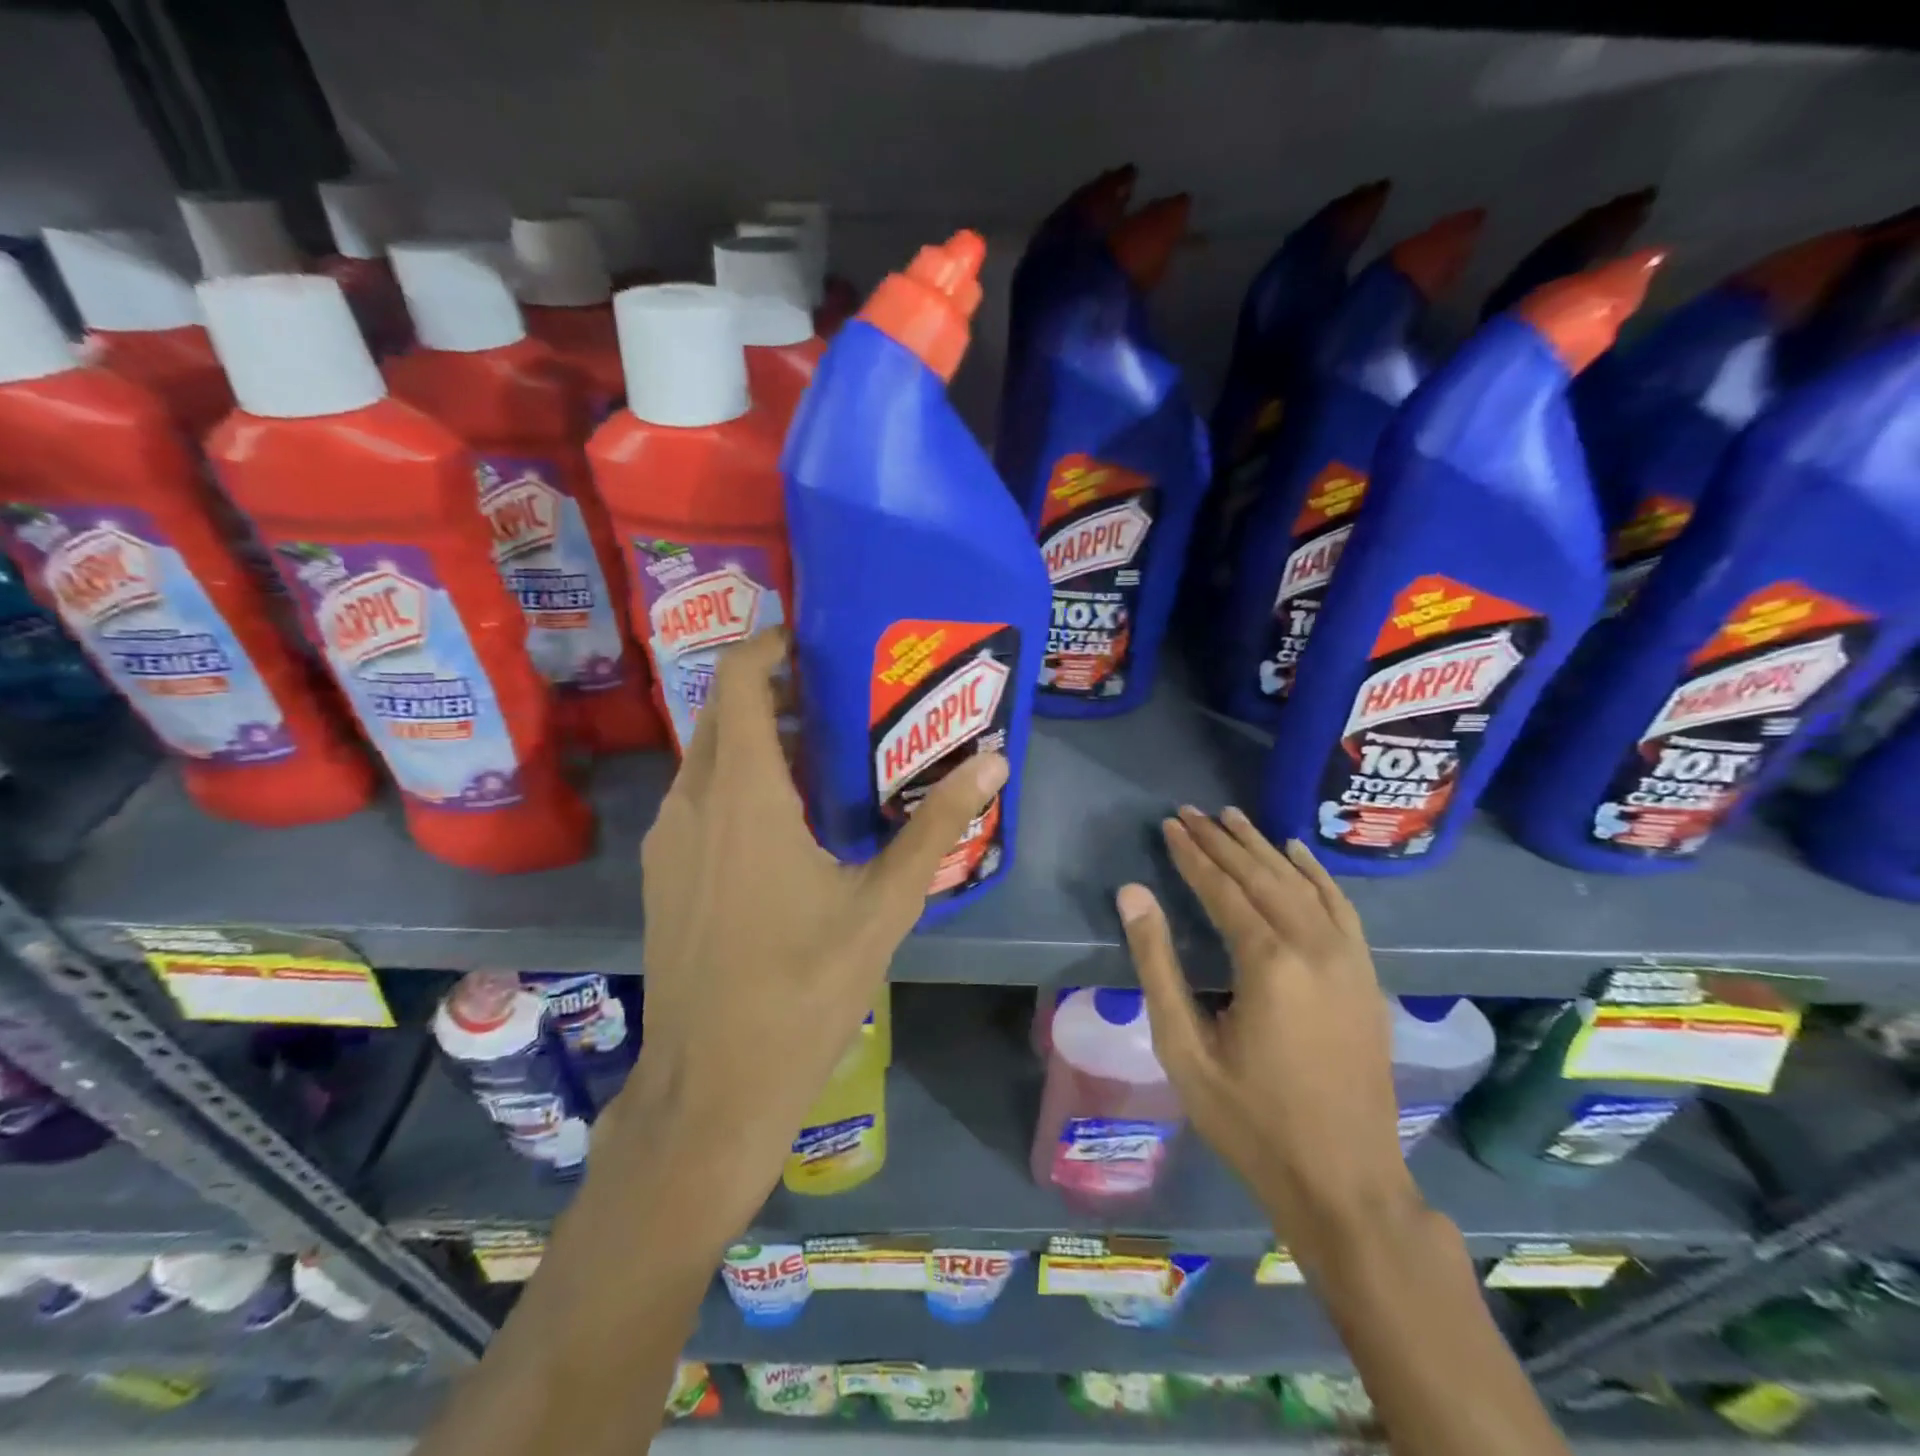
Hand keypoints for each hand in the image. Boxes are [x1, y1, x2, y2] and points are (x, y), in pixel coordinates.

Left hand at [601, 628, 1008, 1234]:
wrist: (712, 1087)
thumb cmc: (802, 991)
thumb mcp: (883, 906)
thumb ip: (935, 828)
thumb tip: (992, 765)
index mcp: (743, 797)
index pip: (736, 681)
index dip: (769, 644)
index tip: (818, 642)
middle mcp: (692, 803)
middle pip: (724, 714)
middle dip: (775, 691)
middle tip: (843, 697)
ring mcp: (667, 841)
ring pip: (709, 758)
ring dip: (757, 739)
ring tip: (827, 753)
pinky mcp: (663, 874)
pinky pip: (699, 798)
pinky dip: (738, 781)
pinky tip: (789, 820)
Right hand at [1118, 806, 1420, 1257]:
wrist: (1344, 1183)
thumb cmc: (1251, 1121)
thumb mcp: (1184, 1049)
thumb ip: (1157, 965)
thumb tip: (1133, 894)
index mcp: (1269, 964)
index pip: (1223, 889)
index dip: (1192, 854)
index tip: (1169, 824)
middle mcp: (1315, 947)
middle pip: (1262, 876)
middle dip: (1222, 841)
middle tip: (1190, 811)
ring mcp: (1349, 960)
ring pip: (1301, 883)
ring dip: (1264, 847)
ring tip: (1233, 817)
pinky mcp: (1367, 976)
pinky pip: (1341, 907)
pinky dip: (1317, 873)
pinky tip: (1298, 853)